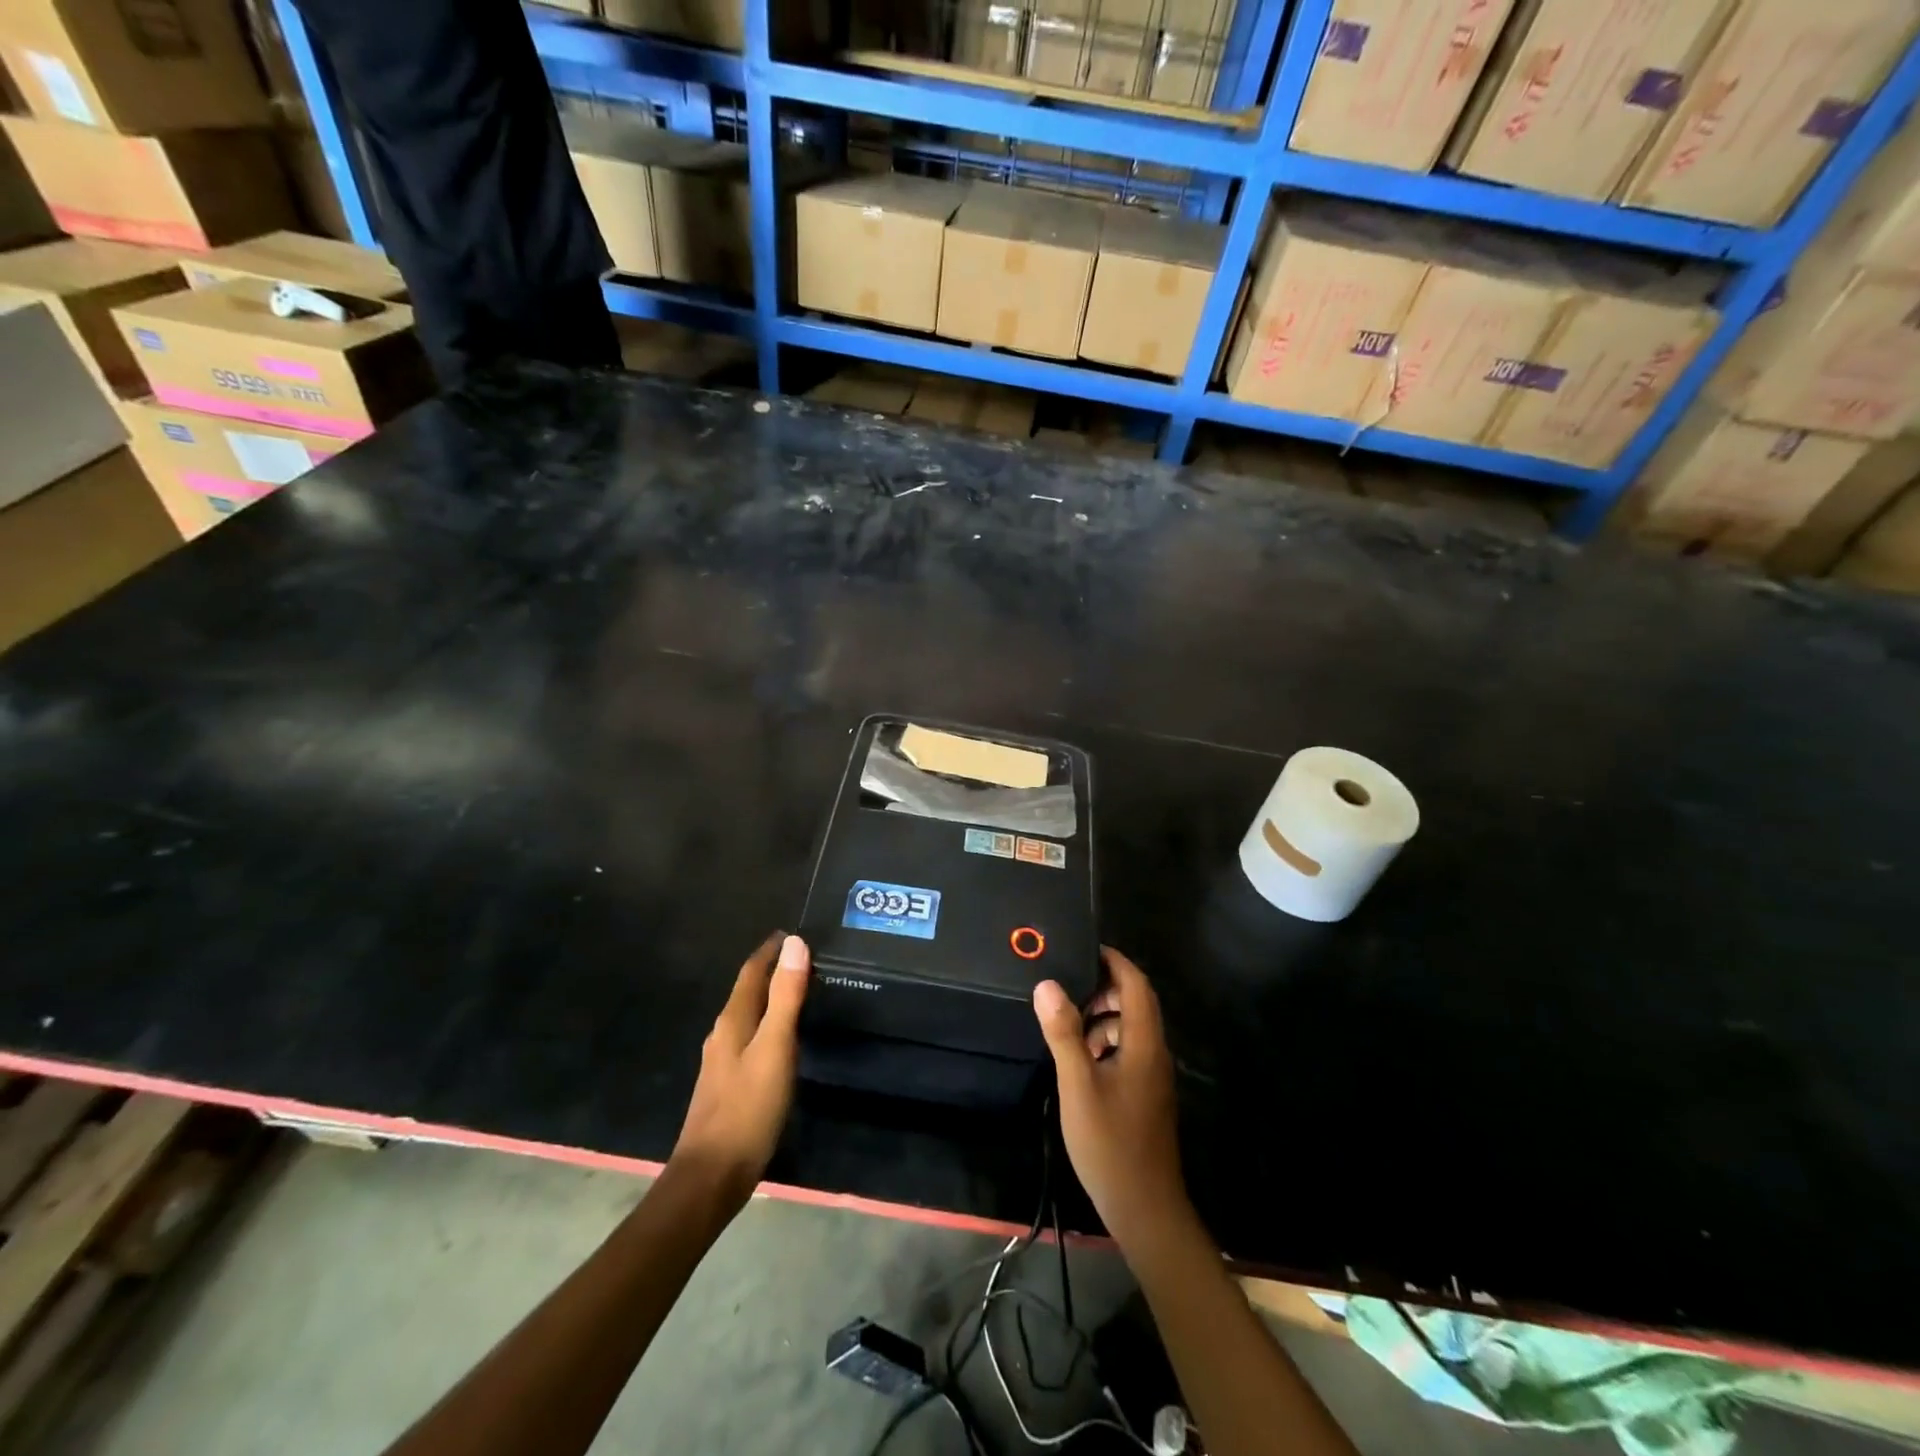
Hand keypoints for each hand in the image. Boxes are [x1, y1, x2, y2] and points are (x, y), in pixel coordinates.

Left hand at [671, 932, 809, 1205]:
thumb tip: (795, 943)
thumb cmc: (747, 1108)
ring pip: (748, 1016)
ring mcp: (722, 1062)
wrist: (711, 1177)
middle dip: (771, 970)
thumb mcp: (775, 1048)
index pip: (751, 971)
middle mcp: (723, 1034)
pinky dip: (767, 1025)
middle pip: (748, 991)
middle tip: (804, 958)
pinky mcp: (728, 1085)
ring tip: (798, 991)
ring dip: (770, 998)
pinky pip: (750, 1039)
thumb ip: (786, 996)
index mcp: (733, 1020)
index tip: (795, 932)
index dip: (770, 950)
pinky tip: (781, 1039)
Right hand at [1033, 946, 1188, 1250]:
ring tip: (1066, 1021)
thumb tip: (1047, 984)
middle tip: (1066, 985)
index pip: (1136, 985)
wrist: (1145, 1209)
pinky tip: (1080, 1057)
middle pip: (1136, 1002)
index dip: (1114, 961)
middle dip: (1104, 987)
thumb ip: (1064, 1033)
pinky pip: (1128, 1050)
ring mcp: (1152, 1076)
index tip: (1084, 947)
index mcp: (1143, 1043)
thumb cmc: (1110, 1144)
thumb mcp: (1078, 1085)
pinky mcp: (1145, 1094)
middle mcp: (1154, 1053)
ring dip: (1102, 1016)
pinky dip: (1105, 1041)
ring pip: (1131, 1028)